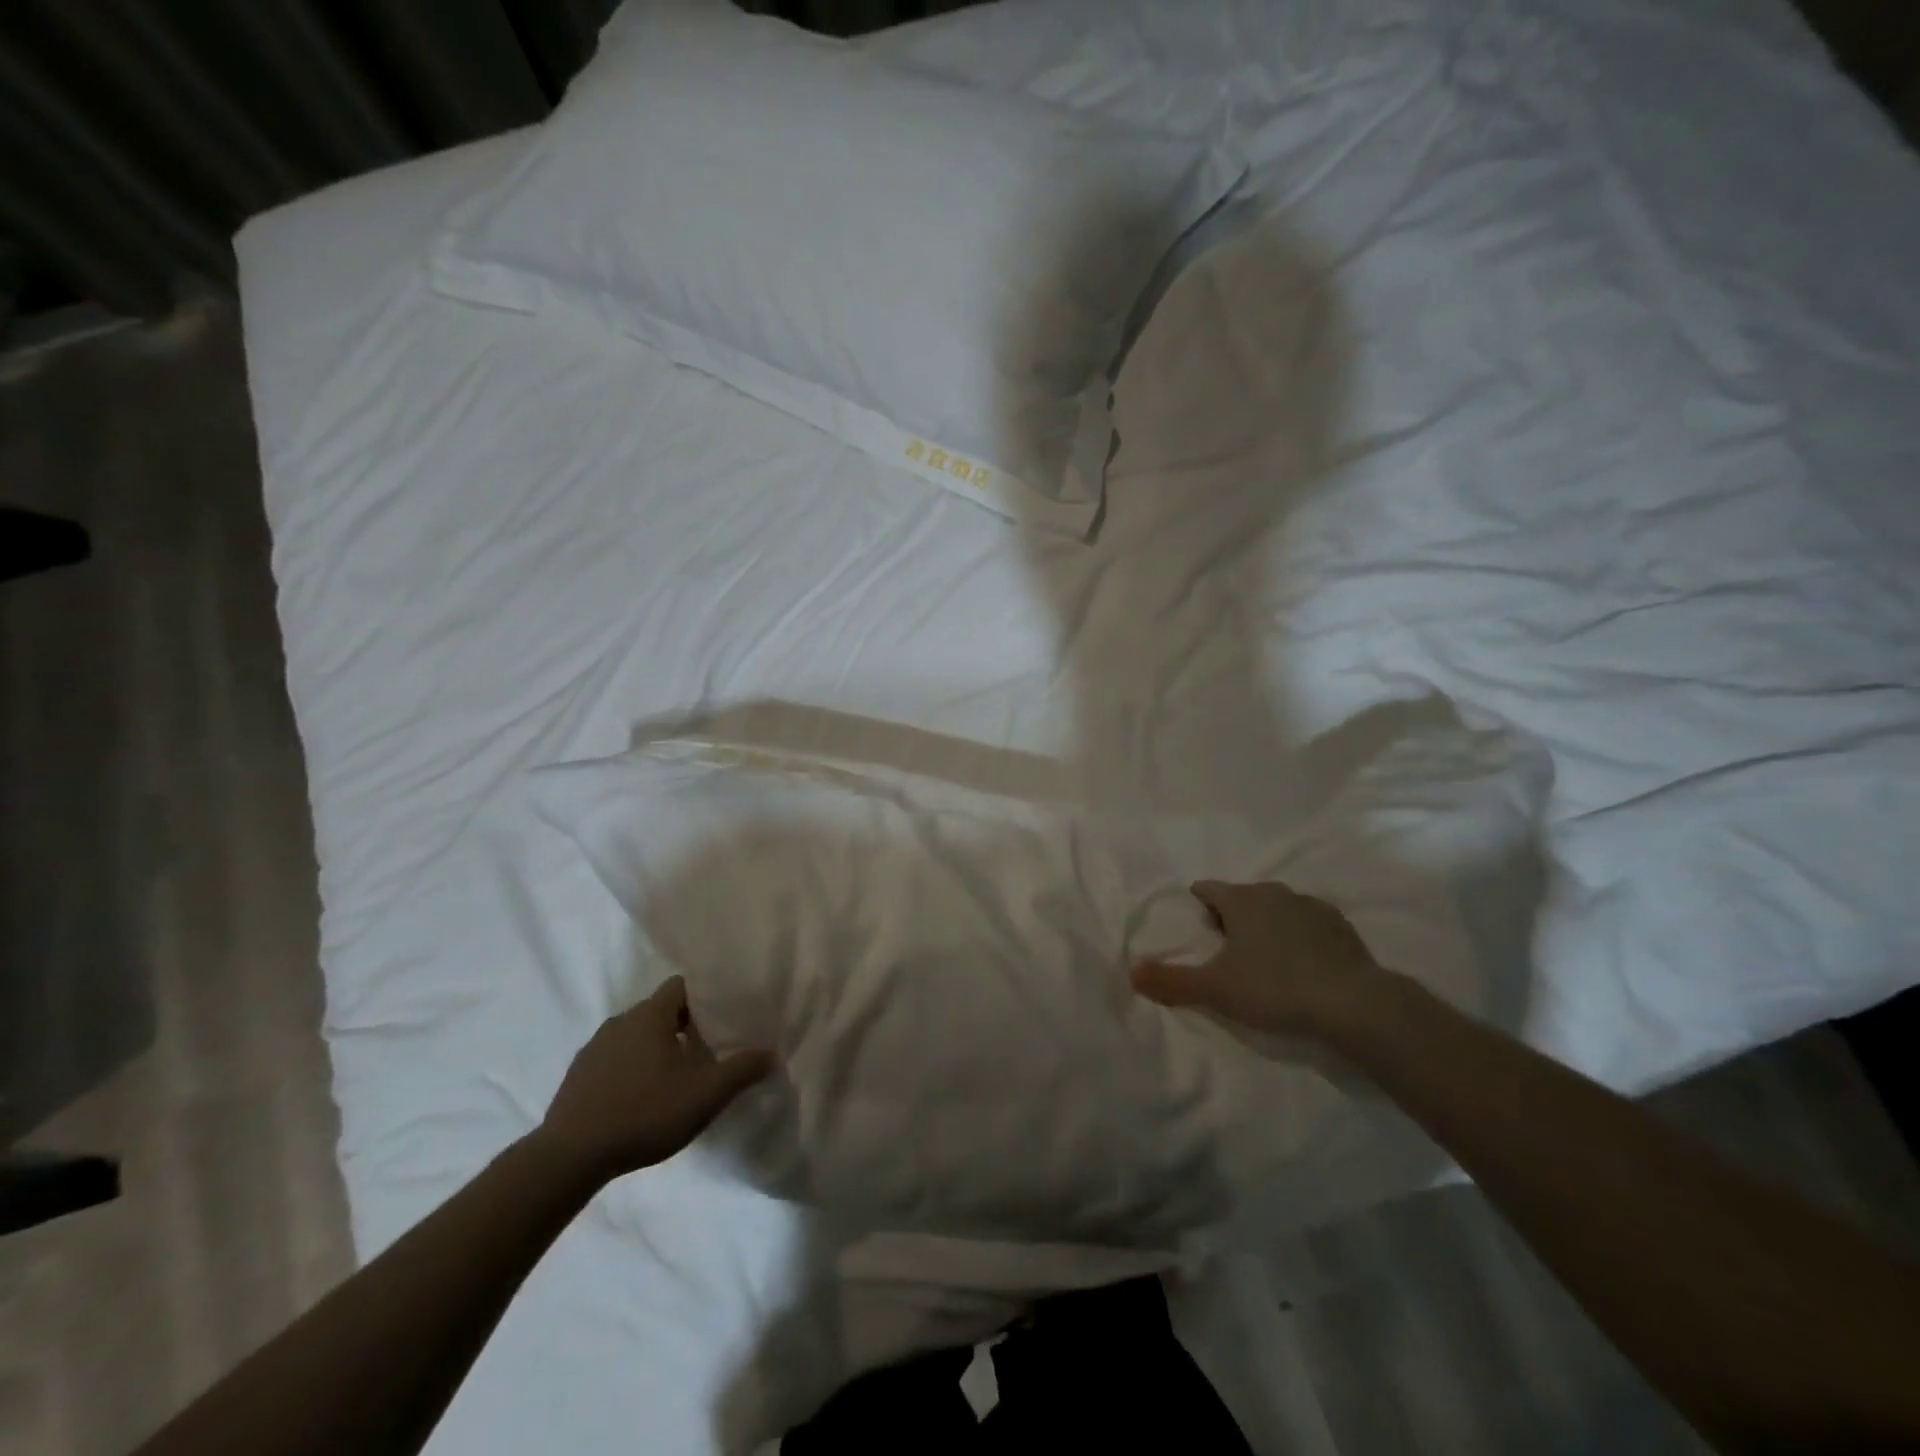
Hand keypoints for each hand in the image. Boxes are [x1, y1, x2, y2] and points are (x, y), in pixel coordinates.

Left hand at [535, 976, 773, 1182]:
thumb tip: (772, 1054)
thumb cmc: (645, 1113)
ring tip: (674, 1078)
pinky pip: (613, 1061)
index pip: (681, 986)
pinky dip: (630, 1070)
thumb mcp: (706, 1094)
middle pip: (659, 1011)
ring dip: (655, 1049)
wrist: (569, 1158)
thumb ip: (743, 1070)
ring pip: (635, 1037)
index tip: (723, 1017)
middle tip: (706, 1051)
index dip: (704, 997)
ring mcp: (593, 1049)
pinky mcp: (576, 1077)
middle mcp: (620, 1021)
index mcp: (650, 1015)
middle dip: (683, 1026)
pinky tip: (640, 1100)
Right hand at [1131, 880, 1394, 1038]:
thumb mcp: (1215, 989)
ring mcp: (1311, 906)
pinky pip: (1308, 924)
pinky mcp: (1341, 926)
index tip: (1196, 928)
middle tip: (1226, 950)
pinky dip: (1299, 937)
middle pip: (1242, 897)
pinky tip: (1302, 964)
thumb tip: (1132, 972)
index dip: (1197, 905)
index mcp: (1241, 899)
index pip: (1207, 889)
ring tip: (1264, 959)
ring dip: (1267, 925)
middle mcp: (1274, 892)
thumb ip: (1172, 980)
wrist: (1353, 1003)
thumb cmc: (1274, 987)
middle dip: (1231, 916)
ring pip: (1277, 908)